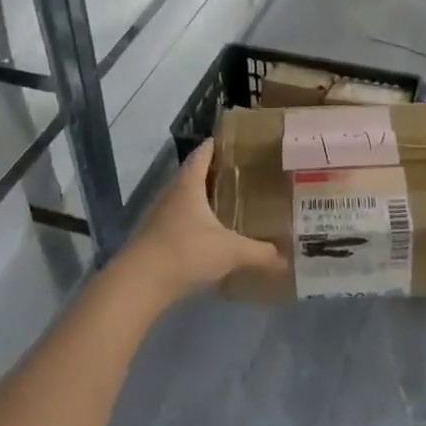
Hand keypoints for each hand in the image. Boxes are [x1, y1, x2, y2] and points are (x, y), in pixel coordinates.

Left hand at [120, 141, 286, 301]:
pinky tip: (214, 234)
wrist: (139, 283)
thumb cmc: (186, 252)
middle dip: (219, 172)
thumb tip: (286, 260)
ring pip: (188, 198)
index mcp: (189, 183)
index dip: (220, 143)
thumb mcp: (230, 251)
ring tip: (234, 202)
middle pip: (196, 173)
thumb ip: (259, 253)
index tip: (242, 142)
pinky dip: (197, 220)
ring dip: (207, 198)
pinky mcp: (156, 236)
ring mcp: (161, 214)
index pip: (204, 152)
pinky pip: (181, 219)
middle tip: (248, 174)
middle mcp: (173, 192)